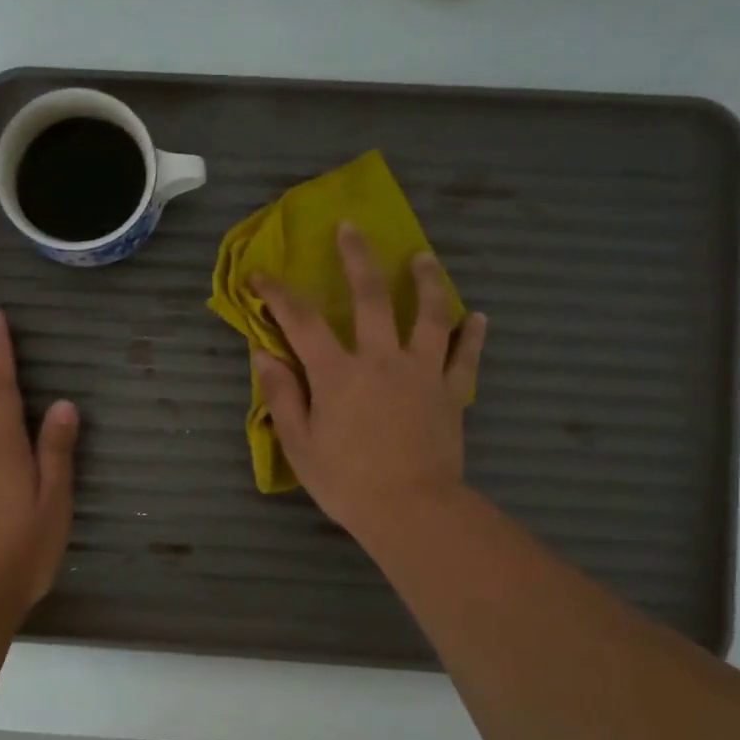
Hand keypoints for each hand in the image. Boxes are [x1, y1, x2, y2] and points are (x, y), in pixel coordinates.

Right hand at [251, 223, 485, 540]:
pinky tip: (478, 316)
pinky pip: (464, 356)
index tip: (261, 275)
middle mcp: (381, 358)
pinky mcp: (450, 391)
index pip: (301, 321)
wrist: (412, 511)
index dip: (278, 294)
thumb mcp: (300, 444)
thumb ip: (282, 395)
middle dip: (357, 258)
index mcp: (337, 372)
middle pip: (371, 296)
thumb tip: (263, 354)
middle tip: (351, 228)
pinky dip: (472, 334)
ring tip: (423, 257)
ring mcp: (422, 371)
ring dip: (426, 281)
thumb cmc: (348, 483)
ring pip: (430, 314)